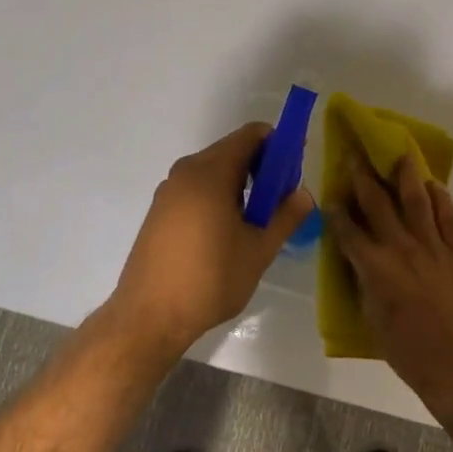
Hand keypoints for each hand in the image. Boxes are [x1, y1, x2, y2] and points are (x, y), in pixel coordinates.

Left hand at [108, 123, 314, 353]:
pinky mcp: (159, 211)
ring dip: (241, 186)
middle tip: (281, 202)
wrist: (149, 316)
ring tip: (257, 223)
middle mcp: (186, 172)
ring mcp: (168, 191)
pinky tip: (227, 233)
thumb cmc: (209, 280)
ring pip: (214, 172)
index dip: (279, 145)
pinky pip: (197, 190)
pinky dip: (219, 197)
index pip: (252, 135)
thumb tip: (304, 194)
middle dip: (262, 169)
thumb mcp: (258, 250)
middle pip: (232, 151)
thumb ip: (285, 216)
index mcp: (210, 172)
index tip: (295, 172)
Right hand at [328, 153, 452, 416]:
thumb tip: (360, 264)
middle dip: (363, 177)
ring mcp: (433, 247)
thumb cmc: (409, 353)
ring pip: (417, 201)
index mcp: (373, 267)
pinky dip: (441, 199)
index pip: (347, 231)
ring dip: (406, 176)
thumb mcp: (372, 320)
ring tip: (402, 154)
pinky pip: (449, 218)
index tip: (331, 195)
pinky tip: (435, 185)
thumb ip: (365, 285)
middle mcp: (400, 248)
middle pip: (378, 204)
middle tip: (356, 154)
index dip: (336, 211)